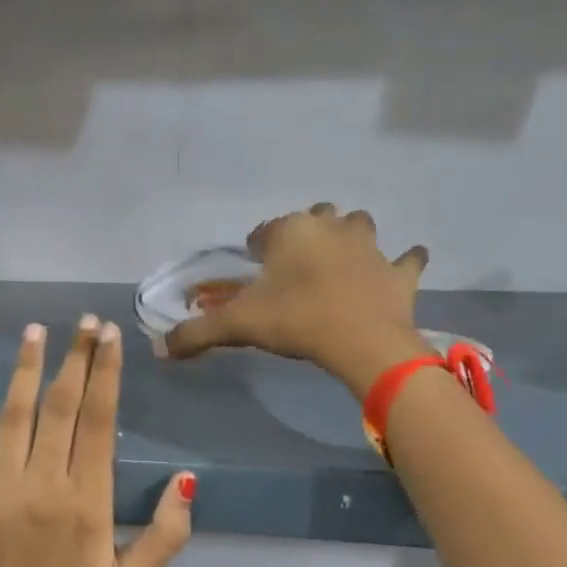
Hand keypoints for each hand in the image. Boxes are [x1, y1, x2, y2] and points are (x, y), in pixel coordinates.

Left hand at [0, 316, 194, 566]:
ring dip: (28, 369)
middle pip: (61, 406)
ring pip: (15, 414)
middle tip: (85, 323)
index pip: (98, 421)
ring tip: (37, 331)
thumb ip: (167, 534)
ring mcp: (1, 488)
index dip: (105, 374)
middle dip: (75, 358)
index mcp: (87, 501)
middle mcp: (43, 484)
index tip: (110, 337)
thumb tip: (187, 479)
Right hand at [164, 204, 429, 391]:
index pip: (264, 232)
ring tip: (339, 263)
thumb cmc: (295, 321)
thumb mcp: (237, 326)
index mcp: (290, 231)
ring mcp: (370, 246)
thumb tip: (159, 348)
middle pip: (315, 218)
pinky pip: (407, 259)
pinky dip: (403, 263)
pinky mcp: (399, 272)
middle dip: (305, 235)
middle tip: (294, 268)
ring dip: (350, 237)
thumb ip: (196, 333)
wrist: (361, 342)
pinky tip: (401, 267)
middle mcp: (331, 227)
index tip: (254, 272)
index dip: (256, 250)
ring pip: (359, 226)